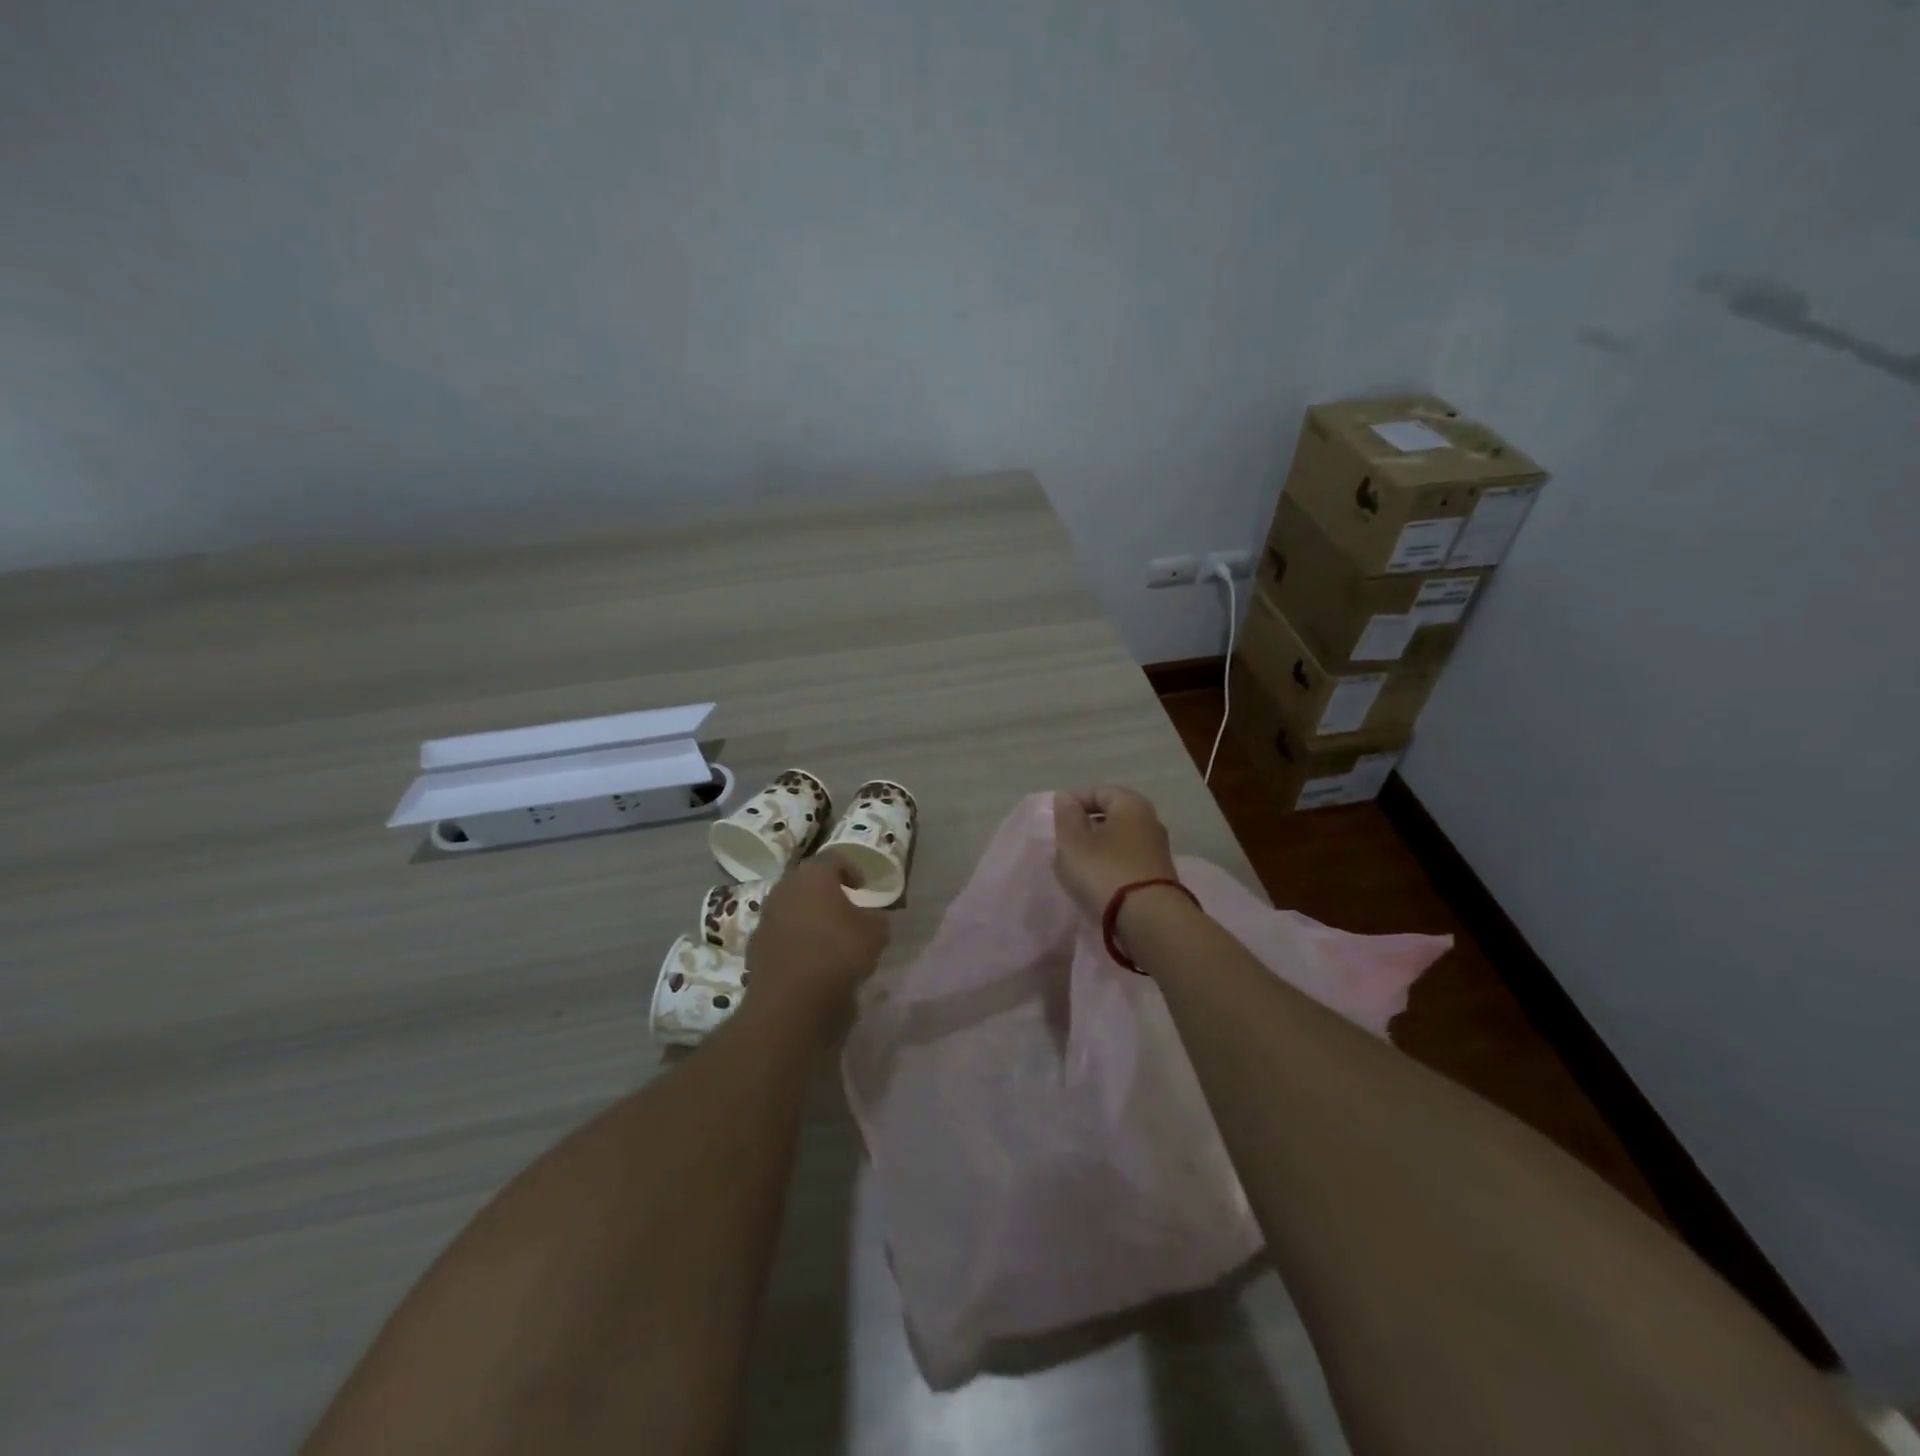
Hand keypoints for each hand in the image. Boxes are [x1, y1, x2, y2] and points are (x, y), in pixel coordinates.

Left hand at [745, 856, 889, 1022]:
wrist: (792, 1001)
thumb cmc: (839, 953)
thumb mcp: (876, 933)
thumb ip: (876, 918)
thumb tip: (871, 918)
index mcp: (812, 875)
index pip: (833, 858)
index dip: (851, 868)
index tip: (863, 886)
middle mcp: (783, 889)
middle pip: (806, 882)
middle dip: (825, 891)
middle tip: (844, 906)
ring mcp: (765, 918)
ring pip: (791, 908)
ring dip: (808, 917)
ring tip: (828, 935)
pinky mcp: (755, 947)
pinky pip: (781, 935)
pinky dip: (795, 941)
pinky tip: (811, 959)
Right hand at [1052, 786, 1179, 918]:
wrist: (1149, 920)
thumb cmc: (1105, 871)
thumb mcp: (1073, 842)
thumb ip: (1066, 817)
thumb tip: (1066, 798)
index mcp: (1131, 804)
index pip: (1099, 791)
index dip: (1074, 802)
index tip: (1055, 821)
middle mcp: (1150, 821)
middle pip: (1111, 816)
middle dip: (1086, 827)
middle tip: (1063, 844)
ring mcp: (1157, 851)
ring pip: (1119, 841)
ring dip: (1097, 850)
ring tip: (1075, 867)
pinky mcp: (1158, 877)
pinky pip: (1127, 863)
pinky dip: (1110, 868)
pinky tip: (1095, 883)